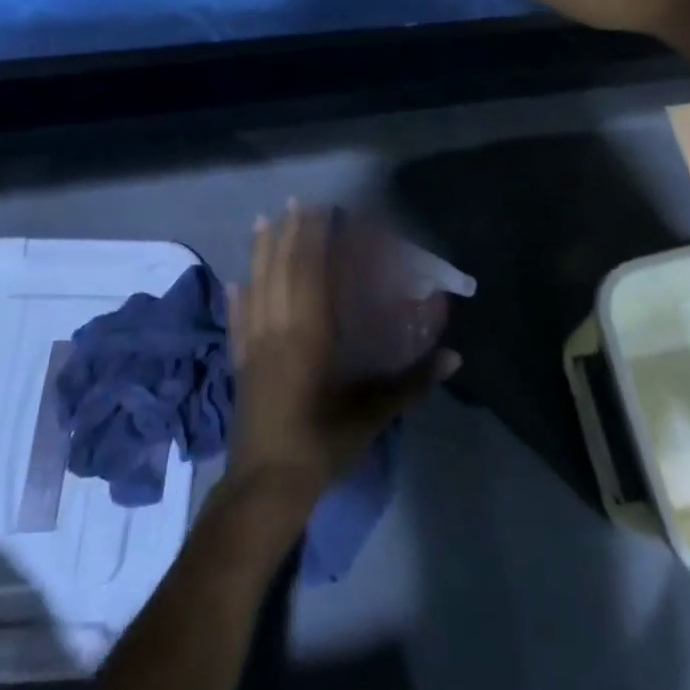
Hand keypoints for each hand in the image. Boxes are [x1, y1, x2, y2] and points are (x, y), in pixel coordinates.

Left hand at [224, 204, 456, 505]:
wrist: (266, 486)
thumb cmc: (323, 443)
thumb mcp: (373, 413)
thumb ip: (412, 381)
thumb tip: (455, 357)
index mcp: (311, 332)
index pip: (312, 271)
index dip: (316, 239)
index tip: (323, 212)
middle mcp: (279, 327)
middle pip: (281, 269)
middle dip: (288, 233)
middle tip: (295, 203)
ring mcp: (254, 344)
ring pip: (256, 286)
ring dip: (260, 251)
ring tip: (262, 221)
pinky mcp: (240, 363)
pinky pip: (237, 320)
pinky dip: (236, 296)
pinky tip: (234, 280)